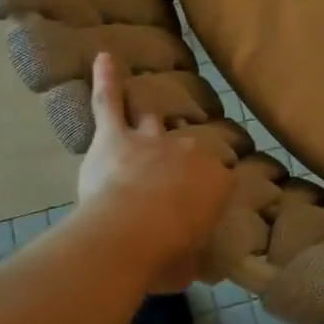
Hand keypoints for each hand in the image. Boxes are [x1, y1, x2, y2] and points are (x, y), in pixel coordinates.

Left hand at [76, 54, 233, 291]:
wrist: (131, 234)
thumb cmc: (167, 253)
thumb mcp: (190, 265)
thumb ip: (192, 257)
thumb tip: (191, 266)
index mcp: (216, 182)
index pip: (220, 179)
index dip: (208, 192)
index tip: (201, 207)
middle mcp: (190, 153)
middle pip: (189, 149)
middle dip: (181, 162)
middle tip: (172, 179)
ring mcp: (152, 140)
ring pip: (153, 122)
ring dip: (151, 122)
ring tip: (150, 117)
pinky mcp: (116, 137)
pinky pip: (110, 102)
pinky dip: (106, 80)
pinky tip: (103, 57)